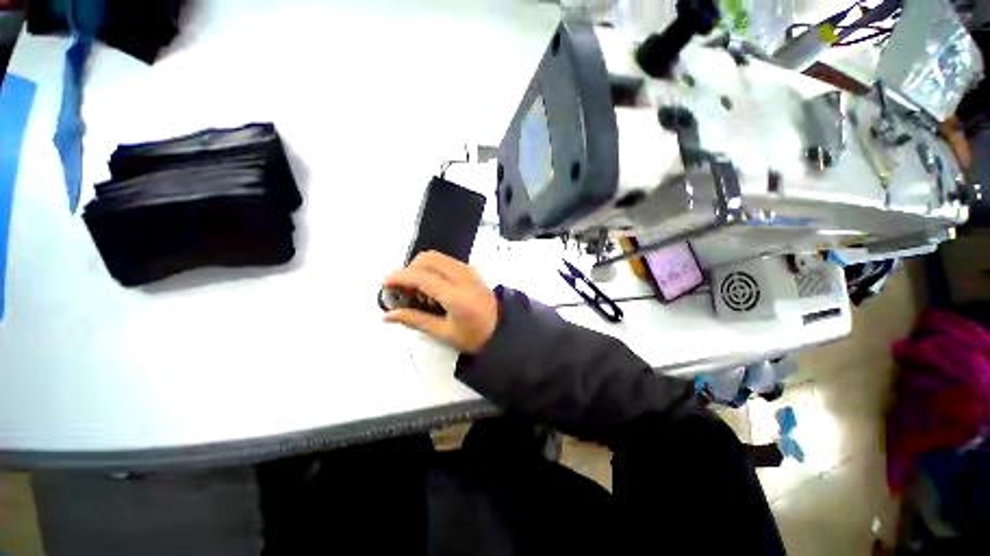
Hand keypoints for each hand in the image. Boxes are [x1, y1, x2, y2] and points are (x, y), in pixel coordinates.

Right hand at [383, 251, 498, 353]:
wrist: (502, 331)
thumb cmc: (473, 337)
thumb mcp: (443, 333)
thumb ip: (415, 320)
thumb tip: (386, 316)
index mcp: (456, 295)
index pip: (421, 276)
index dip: (399, 277)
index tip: (384, 285)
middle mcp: (463, 276)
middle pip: (428, 258)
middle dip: (409, 270)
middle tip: (403, 291)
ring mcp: (469, 270)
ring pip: (437, 257)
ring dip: (421, 268)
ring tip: (419, 292)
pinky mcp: (472, 270)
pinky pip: (447, 261)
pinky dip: (433, 268)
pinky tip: (434, 288)